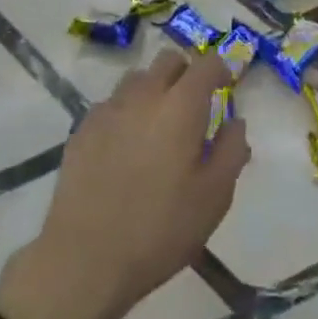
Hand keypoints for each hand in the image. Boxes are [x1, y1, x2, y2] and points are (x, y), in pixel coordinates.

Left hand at [0, 50, 248, 318]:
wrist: (84, 258)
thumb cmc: (160, 229)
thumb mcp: (214, 197)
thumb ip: (231, 151)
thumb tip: (235, 121)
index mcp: (180, 106)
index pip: (206, 63)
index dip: (220, 68)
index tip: (227, 84)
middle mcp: (143, 95)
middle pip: (168, 60)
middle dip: (186, 72)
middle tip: (194, 104)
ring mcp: (108, 109)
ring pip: (137, 78)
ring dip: (154, 89)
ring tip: (158, 125)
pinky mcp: (82, 128)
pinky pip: (111, 104)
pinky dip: (126, 112)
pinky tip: (126, 147)